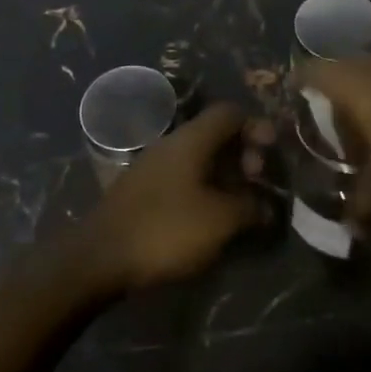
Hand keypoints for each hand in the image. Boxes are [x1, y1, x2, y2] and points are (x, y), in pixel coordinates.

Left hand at [79, 104, 269, 293]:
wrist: (99, 258)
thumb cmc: (166, 230)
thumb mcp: (219, 221)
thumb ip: (250, 208)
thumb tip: (266, 206)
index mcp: (192, 139)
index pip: (230, 113)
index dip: (256, 126)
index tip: (271, 153)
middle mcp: (172, 144)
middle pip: (215, 134)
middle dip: (242, 153)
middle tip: (257, 181)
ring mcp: (153, 167)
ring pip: (199, 158)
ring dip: (224, 174)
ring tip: (240, 204)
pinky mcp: (143, 191)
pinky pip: (183, 177)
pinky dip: (204, 188)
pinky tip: (210, 217)